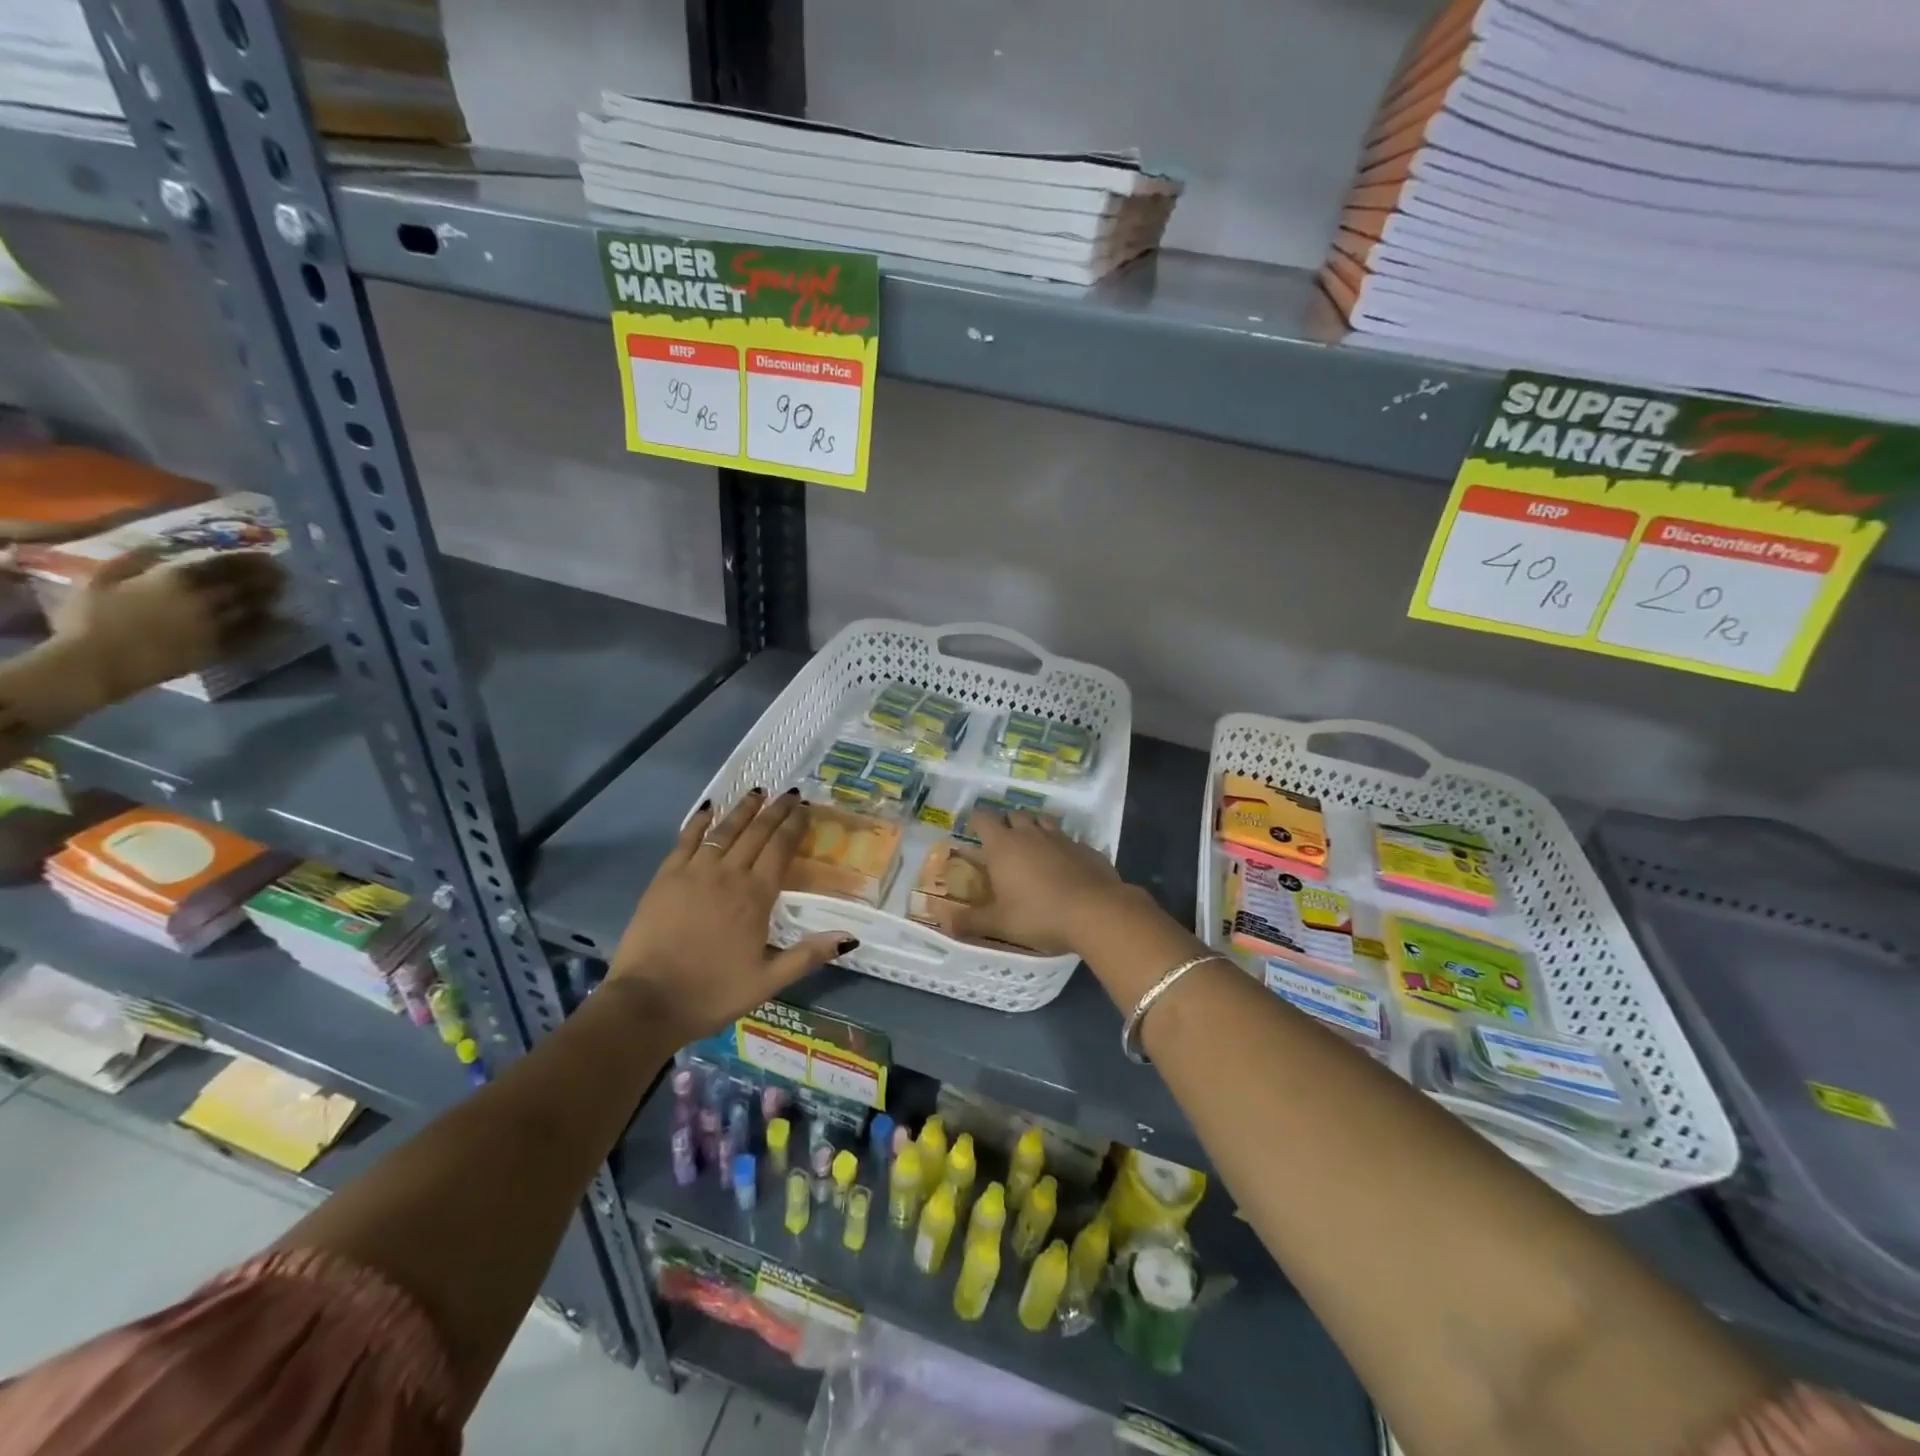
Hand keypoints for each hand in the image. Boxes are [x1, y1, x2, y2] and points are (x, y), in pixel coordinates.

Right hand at [52, 548, 285, 701]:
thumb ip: (131, 561)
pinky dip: (272, 627)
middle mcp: (204, 599)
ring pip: (254, 608)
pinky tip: (284, 622)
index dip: (249, 560)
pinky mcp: (220, 649)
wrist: (96, 663)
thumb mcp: (100, 579)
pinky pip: (254, 636)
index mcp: (175, 579)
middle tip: (284, 574)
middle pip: (246, 585)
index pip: (224, 565)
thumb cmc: (89, 619)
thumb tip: (156, 548)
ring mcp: (216, 626)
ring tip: (284, 592)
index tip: (266, 558)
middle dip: (268, 578)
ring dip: (271, 599)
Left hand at [607, 789, 856, 1040]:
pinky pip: (686, 839)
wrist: (647, 1002)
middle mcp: (728, 875)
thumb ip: (809, 955)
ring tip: (757, 791)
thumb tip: (851, 938)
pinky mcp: (665, 877)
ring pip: (724, 830)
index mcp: (756, 896)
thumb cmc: (712, 993)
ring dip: (743, 809)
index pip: (781, 848)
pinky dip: (699, 821)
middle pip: (756, 832)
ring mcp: (694, 872)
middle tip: (789, 793)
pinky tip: (708, 808)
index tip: (805, 808)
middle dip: (775, 810)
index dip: (794, 825)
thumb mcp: (768, 981)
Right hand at [937, 810, 1137, 956]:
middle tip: (1003, 846)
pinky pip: (1068, 839)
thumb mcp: (1000, 924)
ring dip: (1034, 830)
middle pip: (1014, 815)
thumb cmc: (1039, 915)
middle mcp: (1030, 833)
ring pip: (1042, 821)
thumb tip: (943, 923)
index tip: (974, 832)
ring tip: (1032, 850)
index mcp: (1003, 845)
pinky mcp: (1085, 847)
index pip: (983, 817)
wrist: (1096, 912)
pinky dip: (1061, 847)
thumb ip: (970, 922)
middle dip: (1006, 824)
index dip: (976, 821)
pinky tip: (1064, 865)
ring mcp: (1061, 837)